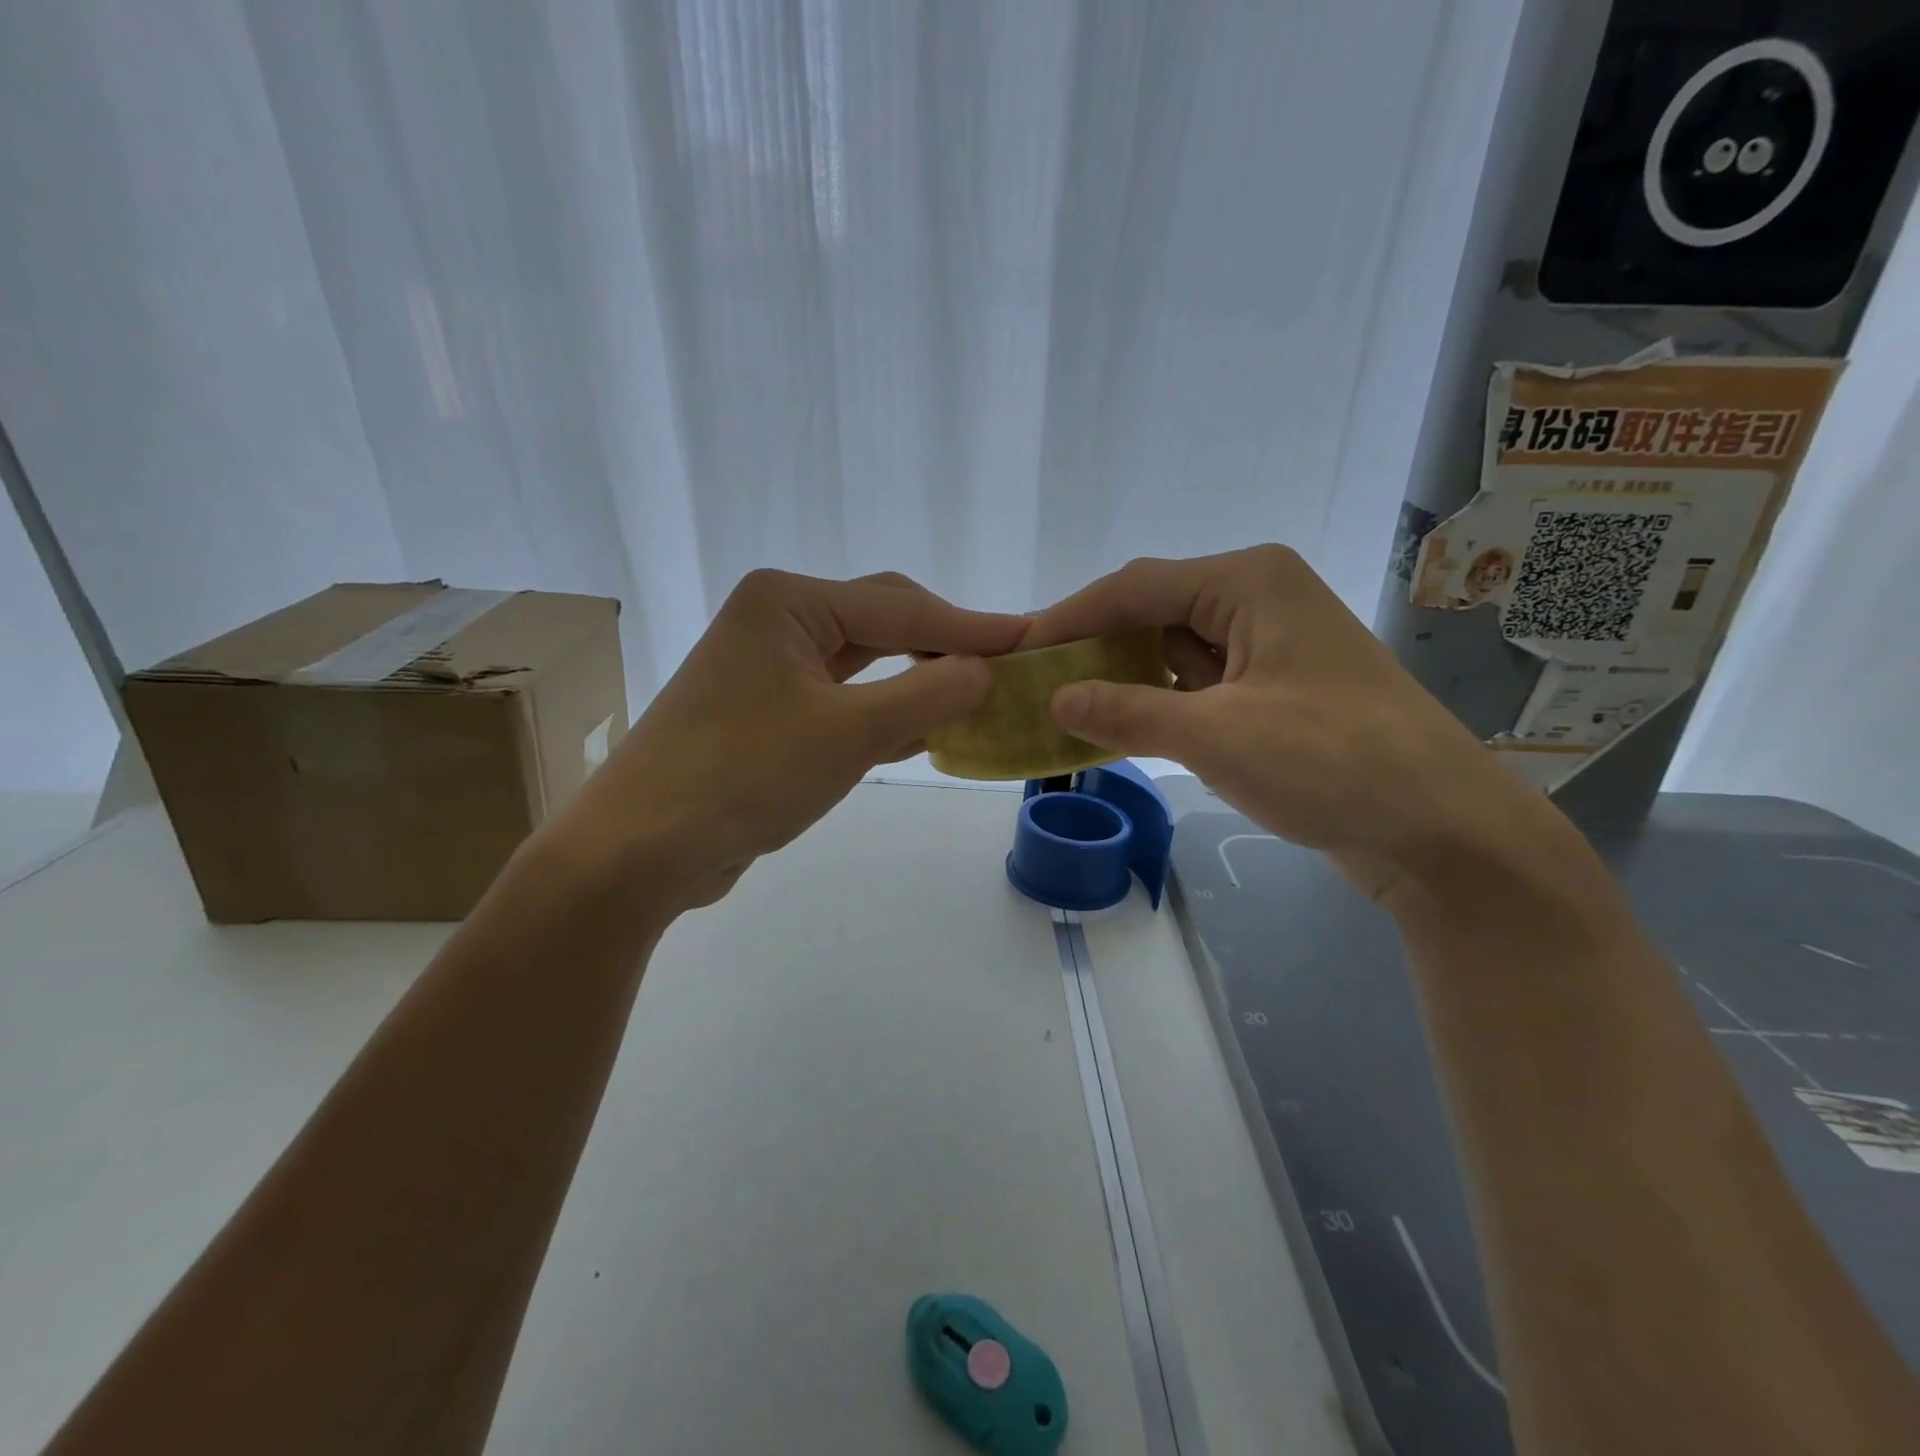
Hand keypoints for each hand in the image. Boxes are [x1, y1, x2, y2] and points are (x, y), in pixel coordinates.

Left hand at [556, 569, 1027, 909]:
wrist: (638, 851)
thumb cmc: (743, 776)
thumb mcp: (849, 734)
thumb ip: (927, 696)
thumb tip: (986, 672)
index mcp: (788, 603)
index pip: (901, 606)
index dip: (971, 626)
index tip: (1031, 639)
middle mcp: (776, 621)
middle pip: (883, 623)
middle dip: (945, 647)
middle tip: (1008, 667)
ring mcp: (768, 668)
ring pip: (865, 664)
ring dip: (918, 681)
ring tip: (979, 695)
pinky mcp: (767, 713)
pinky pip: (843, 700)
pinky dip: (886, 712)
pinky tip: (928, 729)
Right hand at [1020, 546, 1551, 898]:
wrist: (1443, 830)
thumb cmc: (1334, 765)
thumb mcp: (1216, 737)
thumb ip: (1128, 712)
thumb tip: (1055, 699)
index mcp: (1248, 582)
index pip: (1135, 587)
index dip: (1069, 618)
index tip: (1015, 652)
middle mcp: (1258, 598)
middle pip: (1152, 611)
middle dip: (1093, 647)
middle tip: (1034, 684)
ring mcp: (1269, 644)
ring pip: (1172, 649)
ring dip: (1122, 677)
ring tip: (1062, 707)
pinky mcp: (1274, 688)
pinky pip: (1197, 682)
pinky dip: (1157, 701)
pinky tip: (1120, 726)